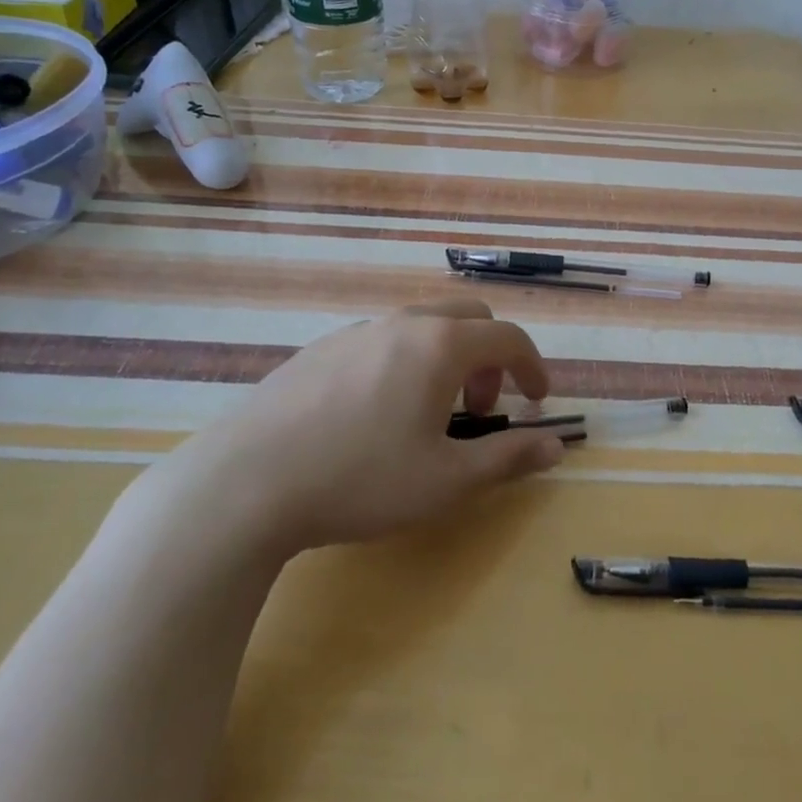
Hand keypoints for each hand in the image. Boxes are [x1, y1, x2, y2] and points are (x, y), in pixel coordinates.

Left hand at [131, 300, 562, 564]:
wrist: (246, 484)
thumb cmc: (361, 480)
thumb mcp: (446, 481)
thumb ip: (508, 458)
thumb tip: (556, 448)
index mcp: (441, 345)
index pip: (508, 337)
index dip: (533, 366)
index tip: (538, 400)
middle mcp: (403, 324)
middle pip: (469, 317)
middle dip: (491, 356)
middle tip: (483, 406)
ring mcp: (356, 332)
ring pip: (423, 325)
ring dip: (447, 358)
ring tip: (430, 414)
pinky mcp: (320, 349)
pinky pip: (382, 340)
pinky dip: (405, 361)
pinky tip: (376, 414)